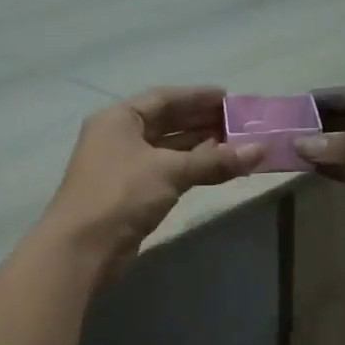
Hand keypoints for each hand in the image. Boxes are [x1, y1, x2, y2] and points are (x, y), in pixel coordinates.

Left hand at [44, 87, 261, 269]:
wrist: (83, 248)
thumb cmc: (121, 195)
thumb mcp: (170, 171)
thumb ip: (215, 160)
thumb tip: (261, 150)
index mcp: (119, 119)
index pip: (163, 98)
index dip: (197, 96)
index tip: (229, 98)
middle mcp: (118, 137)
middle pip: (165, 122)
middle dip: (201, 121)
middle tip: (239, 123)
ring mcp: (122, 167)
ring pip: (166, 150)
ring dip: (198, 147)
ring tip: (234, 145)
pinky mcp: (129, 194)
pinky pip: (165, 172)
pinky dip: (189, 168)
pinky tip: (213, 169)